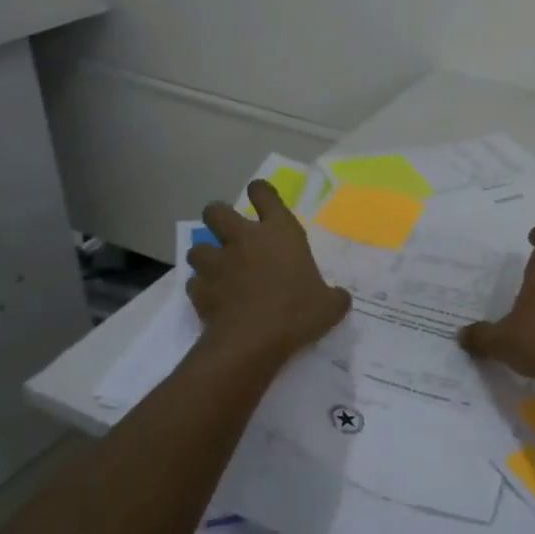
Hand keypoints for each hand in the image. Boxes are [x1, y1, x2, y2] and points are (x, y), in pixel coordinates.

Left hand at [187, 182, 351, 361]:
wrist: (252, 342)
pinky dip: (201, 288)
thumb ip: (335, 296)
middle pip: (216, 211)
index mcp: (279, 233)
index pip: (264, 195)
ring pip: (197, 247)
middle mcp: (244, 240)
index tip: (259, 195)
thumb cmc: (297, 313)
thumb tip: (340, 297)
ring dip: (206, 255)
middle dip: (218, 216)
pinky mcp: (198, 289)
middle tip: (228, 232)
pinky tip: (212, 298)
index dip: (260, 192)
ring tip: (217, 268)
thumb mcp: (330, 306)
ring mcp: (217, 263)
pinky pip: (194, 282)